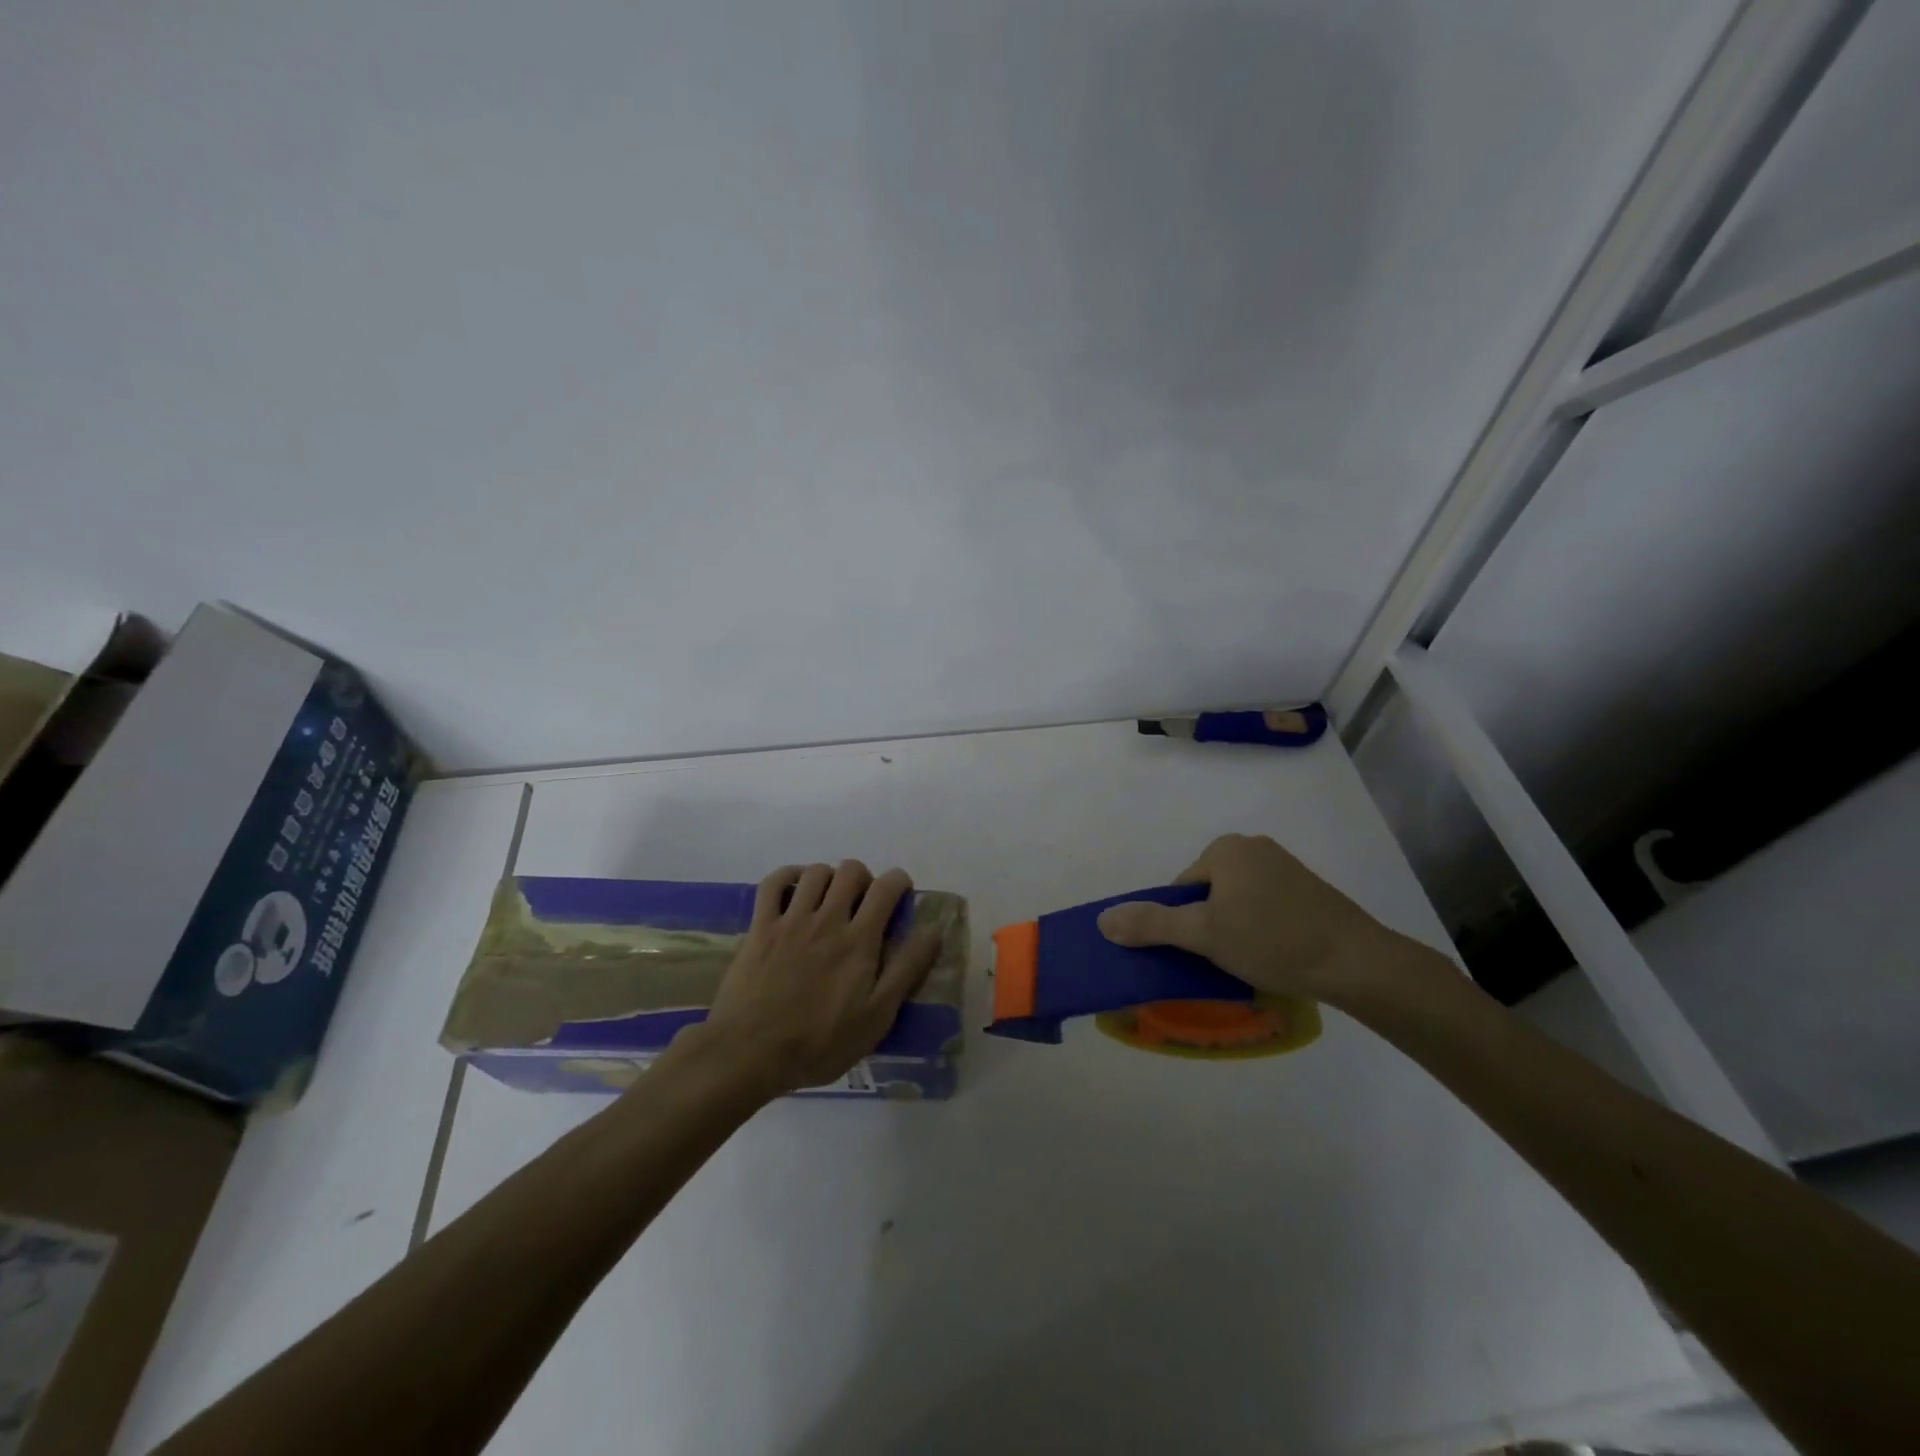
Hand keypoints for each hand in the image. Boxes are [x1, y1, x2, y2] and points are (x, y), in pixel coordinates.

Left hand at [693, 861, 940, 1097]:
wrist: (750, 1053)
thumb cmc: (820, 1043)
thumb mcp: (877, 1016)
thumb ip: (906, 970)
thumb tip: (933, 930)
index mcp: (859, 940)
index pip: (886, 888)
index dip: (899, 881)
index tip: (900, 895)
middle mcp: (827, 919)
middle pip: (851, 871)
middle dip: (864, 878)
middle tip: (863, 903)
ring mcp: (790, 920)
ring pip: (816, 872)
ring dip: (829, 877)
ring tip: (830, 899)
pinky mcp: (760, 927)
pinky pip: (773, 883)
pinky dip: (788, 876)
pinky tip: (795, 888)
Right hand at [1096, 833, 1431, 1004]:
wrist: (1356, 962)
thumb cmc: (1272, 940)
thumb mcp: (1203, 935)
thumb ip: (1151, 924)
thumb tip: (1102, 920)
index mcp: (1226, 848)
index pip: (1182, 888)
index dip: (1183, 923)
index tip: (1202, 952)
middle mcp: (1254, 847)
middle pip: (1208, 894)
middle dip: (1210, 926)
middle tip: (1225, 959)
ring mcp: (1285, 867)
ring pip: (1238, 902)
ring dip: (1236, 930)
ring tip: (1252, 961)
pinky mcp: (1308, 889)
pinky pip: (1267, 907)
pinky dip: (1263, 929)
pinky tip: (1275, 955)